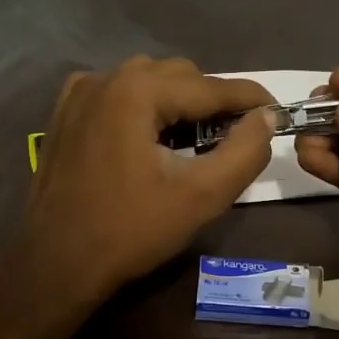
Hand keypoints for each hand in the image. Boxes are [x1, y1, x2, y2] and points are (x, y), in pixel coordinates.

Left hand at [27, 57, 273, 302]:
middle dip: (212, 101)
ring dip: (178, 101)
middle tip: (235, 136)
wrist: (58, 262)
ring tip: (195, 139)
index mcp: (137, 91)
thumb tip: (266, 117)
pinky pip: (118, 93)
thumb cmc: (132, 230)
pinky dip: (143, 106)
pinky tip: (150, 137)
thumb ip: (245, 151)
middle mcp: (106, 78)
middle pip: (179, 76)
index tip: (280, 111)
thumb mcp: (202, 196)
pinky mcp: (65, 114)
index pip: (210, 86)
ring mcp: (79, 93)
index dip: (250, 99)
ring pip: (148, 80)